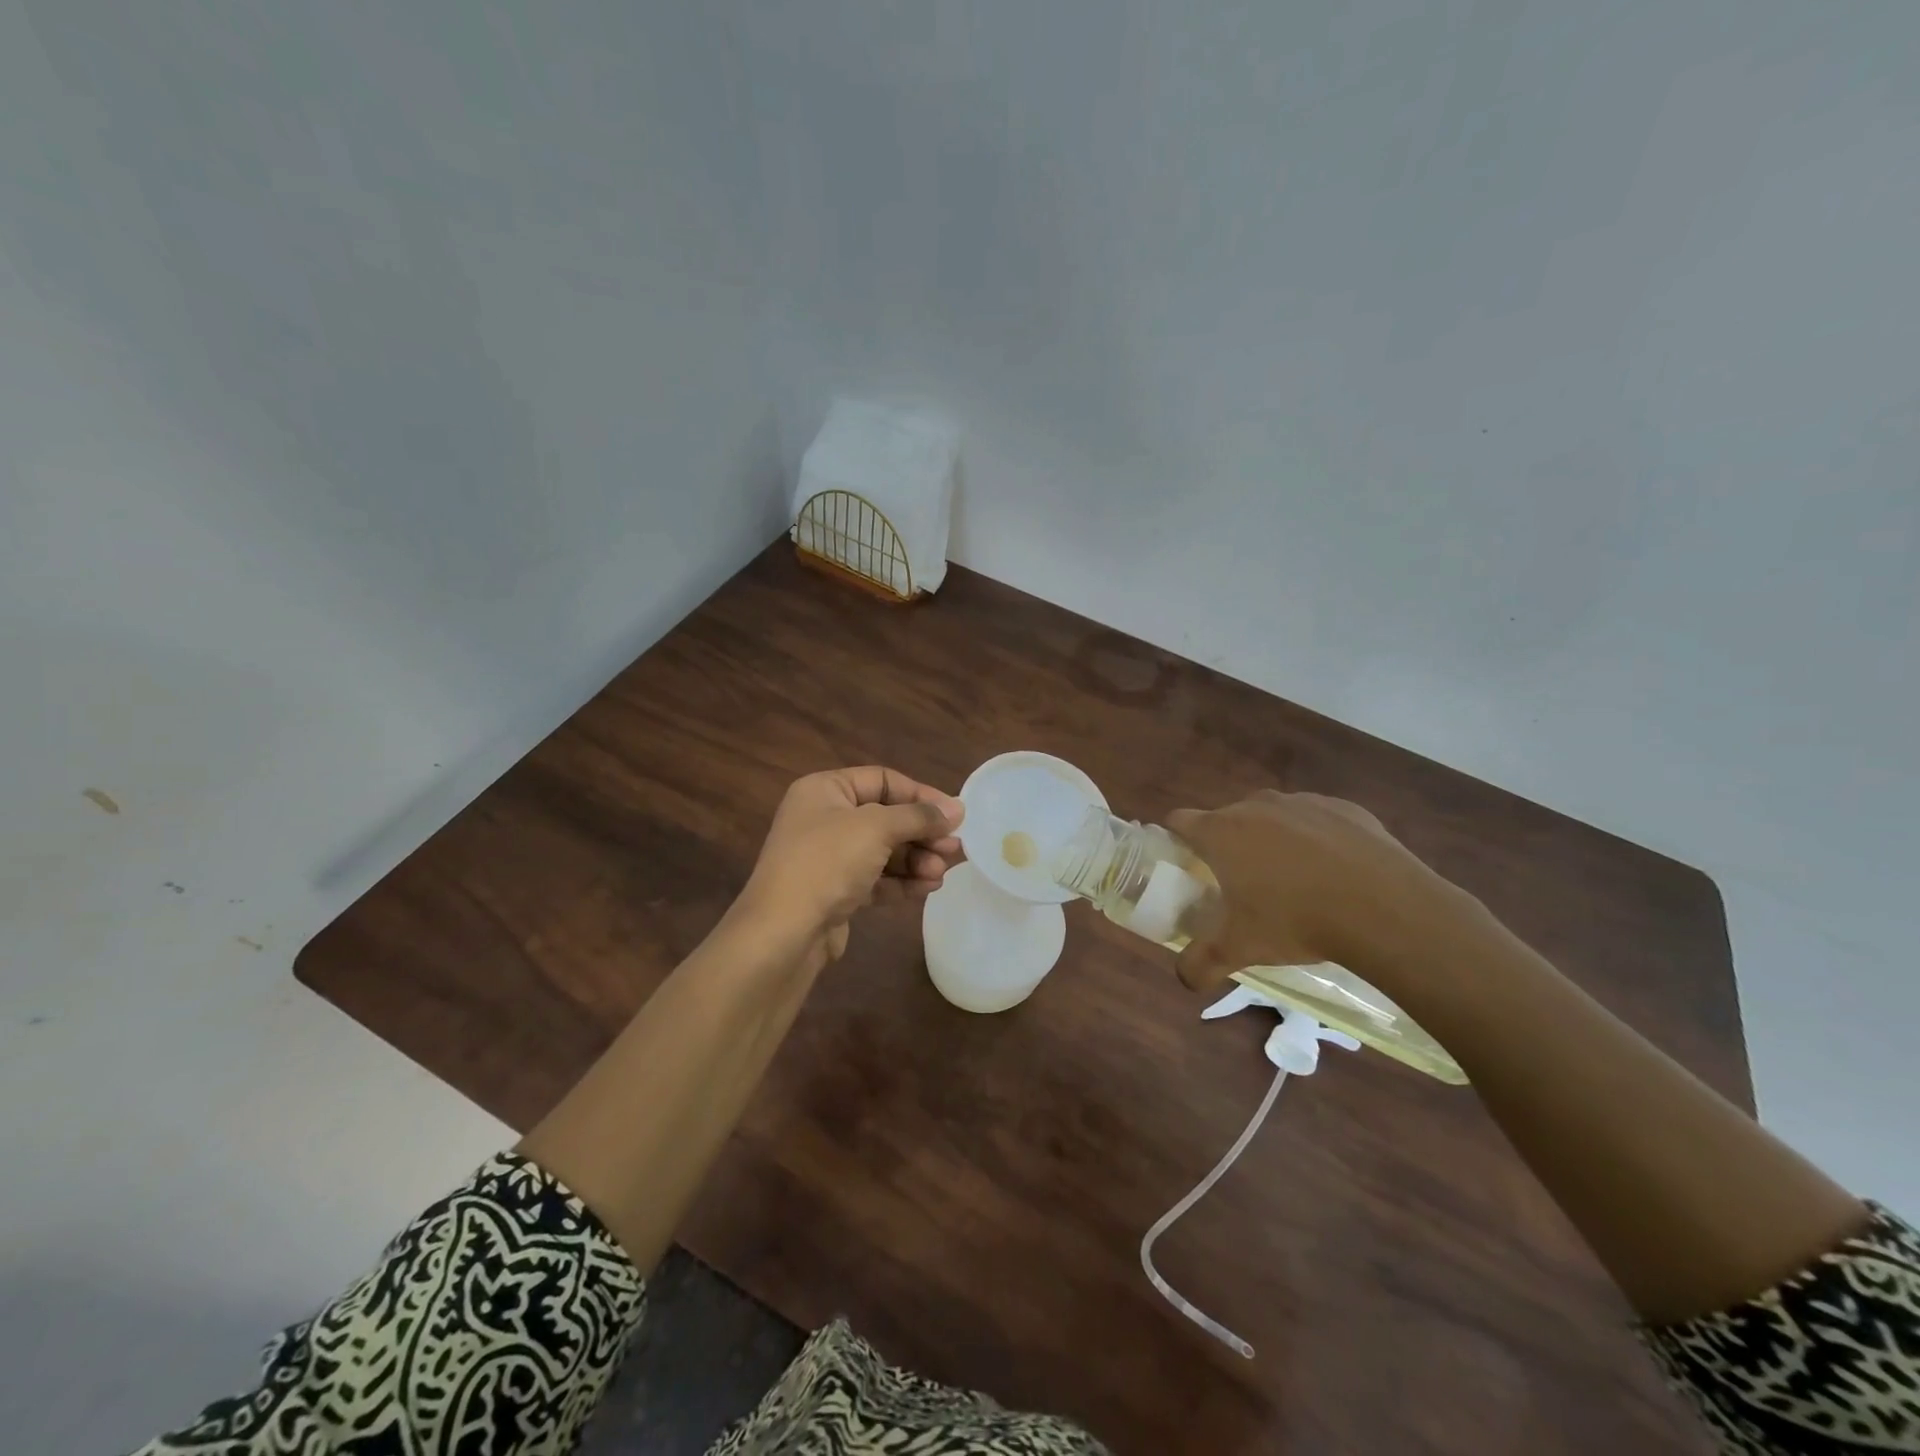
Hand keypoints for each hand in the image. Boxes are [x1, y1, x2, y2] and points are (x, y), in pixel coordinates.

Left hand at [738, 767, 964, 963]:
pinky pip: (876, 879)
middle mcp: (824, 818)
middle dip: (922, 833)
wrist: (783, 933)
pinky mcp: (834, 892)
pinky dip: (902, 881)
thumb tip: (957, 809)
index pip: (882, 780)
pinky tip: (928, 888)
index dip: (920, 795)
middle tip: (954, 849)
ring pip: (884, 851)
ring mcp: (828, 858)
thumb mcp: (876, 828)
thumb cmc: (827, 863)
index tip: (954, 815)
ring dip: (916, 860)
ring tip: (940, 873)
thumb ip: (919, 816)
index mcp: (824, 790)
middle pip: (886, 817)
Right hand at [1166, 791, 1462, 990]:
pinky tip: (1334, 873)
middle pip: (1227, 818)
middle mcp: (1255, 806)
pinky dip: (1316, 840)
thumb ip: (1201, 964)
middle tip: (1240, 885)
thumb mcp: (1240, 949)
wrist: (1384, 907)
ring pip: (1272, 817)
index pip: (1179, 821)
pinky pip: (1317, 820)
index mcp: (1221, 832)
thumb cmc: (1296, 921)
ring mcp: (1301, 802)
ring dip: (1272, 841)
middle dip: (1228, 846)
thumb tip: (1185, 979)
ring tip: (1293, 882)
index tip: (1185, 865)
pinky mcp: (1343, 808)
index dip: (1175, 840)